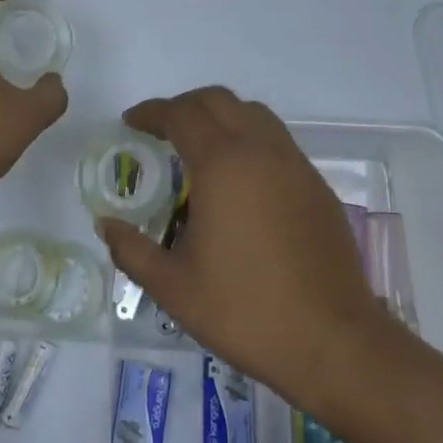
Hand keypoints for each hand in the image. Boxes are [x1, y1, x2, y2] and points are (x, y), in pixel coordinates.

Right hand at [94, 87, 400, 407]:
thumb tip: (107, 225)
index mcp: (223, 164)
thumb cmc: (246, 311)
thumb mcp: (174, 288)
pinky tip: (240, 181)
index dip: (151, 112)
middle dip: (184, 106)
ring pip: (253, 113)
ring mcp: (295, 165)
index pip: (181, 114)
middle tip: (160, 131)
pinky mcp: (317, 186)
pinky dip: (249, 139)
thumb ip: (132, 250)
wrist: (335, 343)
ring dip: (220, 116)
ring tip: (199, 148)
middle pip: (218, 100)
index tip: (130, 123)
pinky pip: (276, 140)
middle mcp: (261, 151)